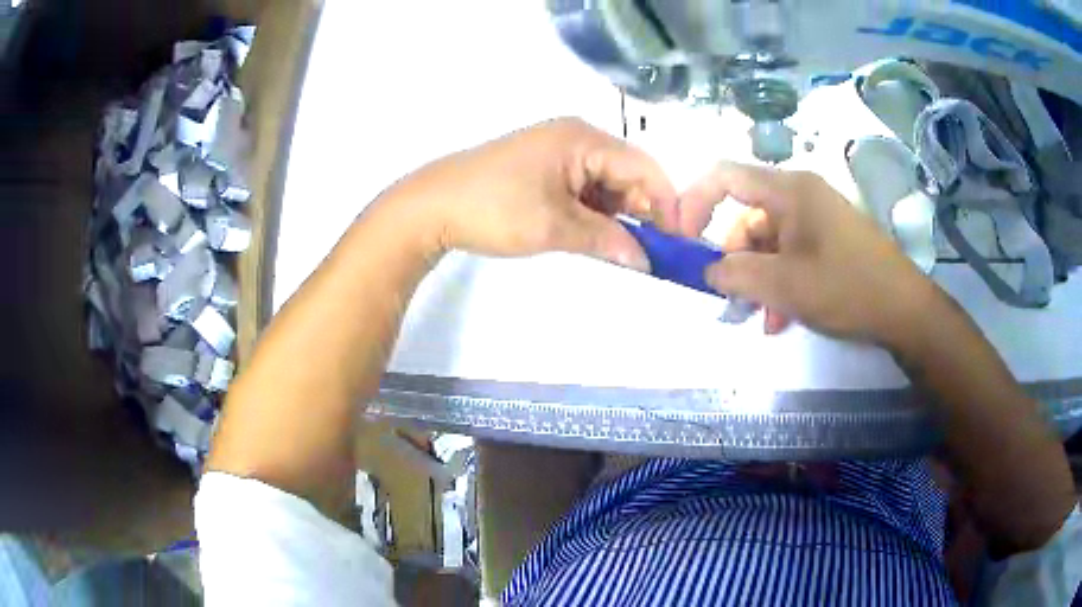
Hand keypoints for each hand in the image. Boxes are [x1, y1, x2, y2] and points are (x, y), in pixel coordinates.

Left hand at [386, 118, 678, 270]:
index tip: (677, 241)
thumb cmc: (494, 208)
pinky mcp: (544, 168)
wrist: (431, 206)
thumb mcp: (554, 226)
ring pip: (606, 183)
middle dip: (642, 211)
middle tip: (651, 252)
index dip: (666, 203)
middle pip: (627, 173)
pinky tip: (596, 236)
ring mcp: (558, 152)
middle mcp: (576, 137)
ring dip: (617, 215)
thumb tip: (645, 261)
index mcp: (583, 139)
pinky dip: (595, 212)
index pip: (643, 166)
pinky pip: (584, 188)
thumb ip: (605, 240)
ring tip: (623, 249)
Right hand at [680, 162, 938, 343]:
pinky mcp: (829, 240)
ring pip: (768, 241)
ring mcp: (817, 218)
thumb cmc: (846, 287)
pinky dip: (780, 281)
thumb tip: (707, 271)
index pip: (725, 176)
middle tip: (728, 297)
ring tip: (760, 317)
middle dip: (733, 258)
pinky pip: (790, 254)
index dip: (694, 201)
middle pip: (747, 216)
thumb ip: (736, 275)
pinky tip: (781, 317)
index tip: (681, 238)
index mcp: (789, 190)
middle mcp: (801, 195)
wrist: (904, 310)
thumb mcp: (785, 285)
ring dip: (757, 278)